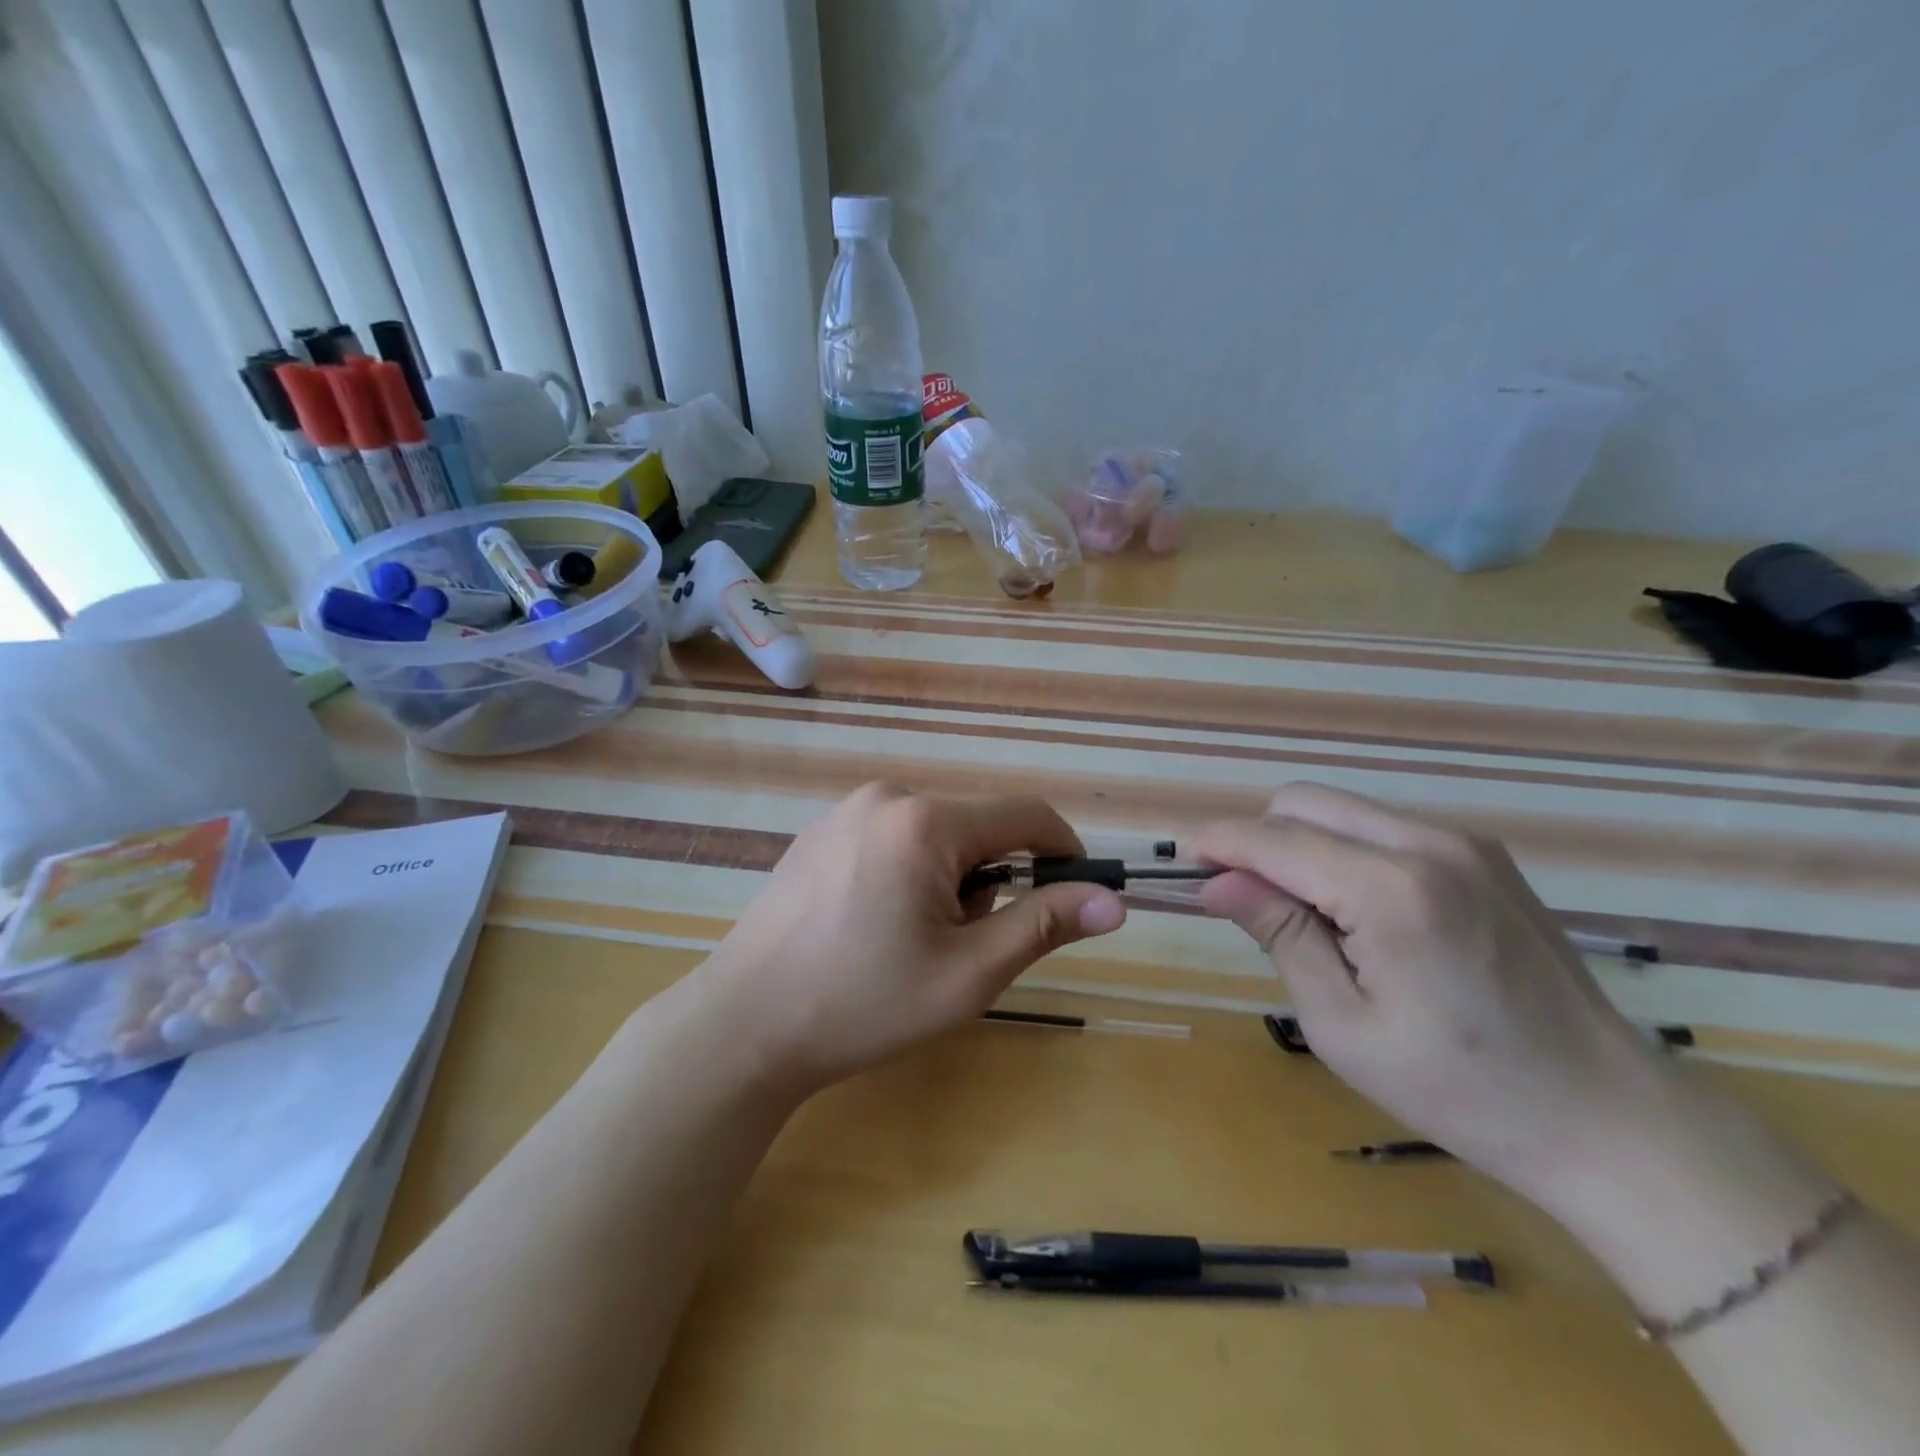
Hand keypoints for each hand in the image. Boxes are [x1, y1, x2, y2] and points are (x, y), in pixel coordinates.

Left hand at [698, 784, 1126, 1094]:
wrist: (744, 1025)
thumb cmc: (863, 1004)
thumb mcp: (968, 973)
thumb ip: (1043, 925)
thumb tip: (1115, 900)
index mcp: (925, 822)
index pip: (1025, 814)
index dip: (1063, 851)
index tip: (1073, 895)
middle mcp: (886, 798)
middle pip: (976, 826)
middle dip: (991, 879)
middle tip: (962, 945)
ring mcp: (845, 811)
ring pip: (934, 834)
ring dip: (949, 879)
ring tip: (909, 940)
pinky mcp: (819, 833)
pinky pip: (892, 837)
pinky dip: (908, 872)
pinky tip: (871, 924)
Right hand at [1195, 784, 1683, 1206]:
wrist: (1606, 1117)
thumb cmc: (1458, 1087)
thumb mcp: (1341, 1023)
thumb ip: (1278, 933)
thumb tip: (1216, 882)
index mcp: (1392, 889)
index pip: (1274, 838)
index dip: (1219, 843)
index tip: (1186, 866)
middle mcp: (1429, 843)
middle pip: (1304, 802)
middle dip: (1258, 839)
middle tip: (1247, 902)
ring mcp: (1464, 842)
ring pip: (1342, 808)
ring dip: (1301, 844)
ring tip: (1306, 917)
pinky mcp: (1483, 854)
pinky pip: (1382, 828)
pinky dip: (1344, 852)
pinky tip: (1359, 914)